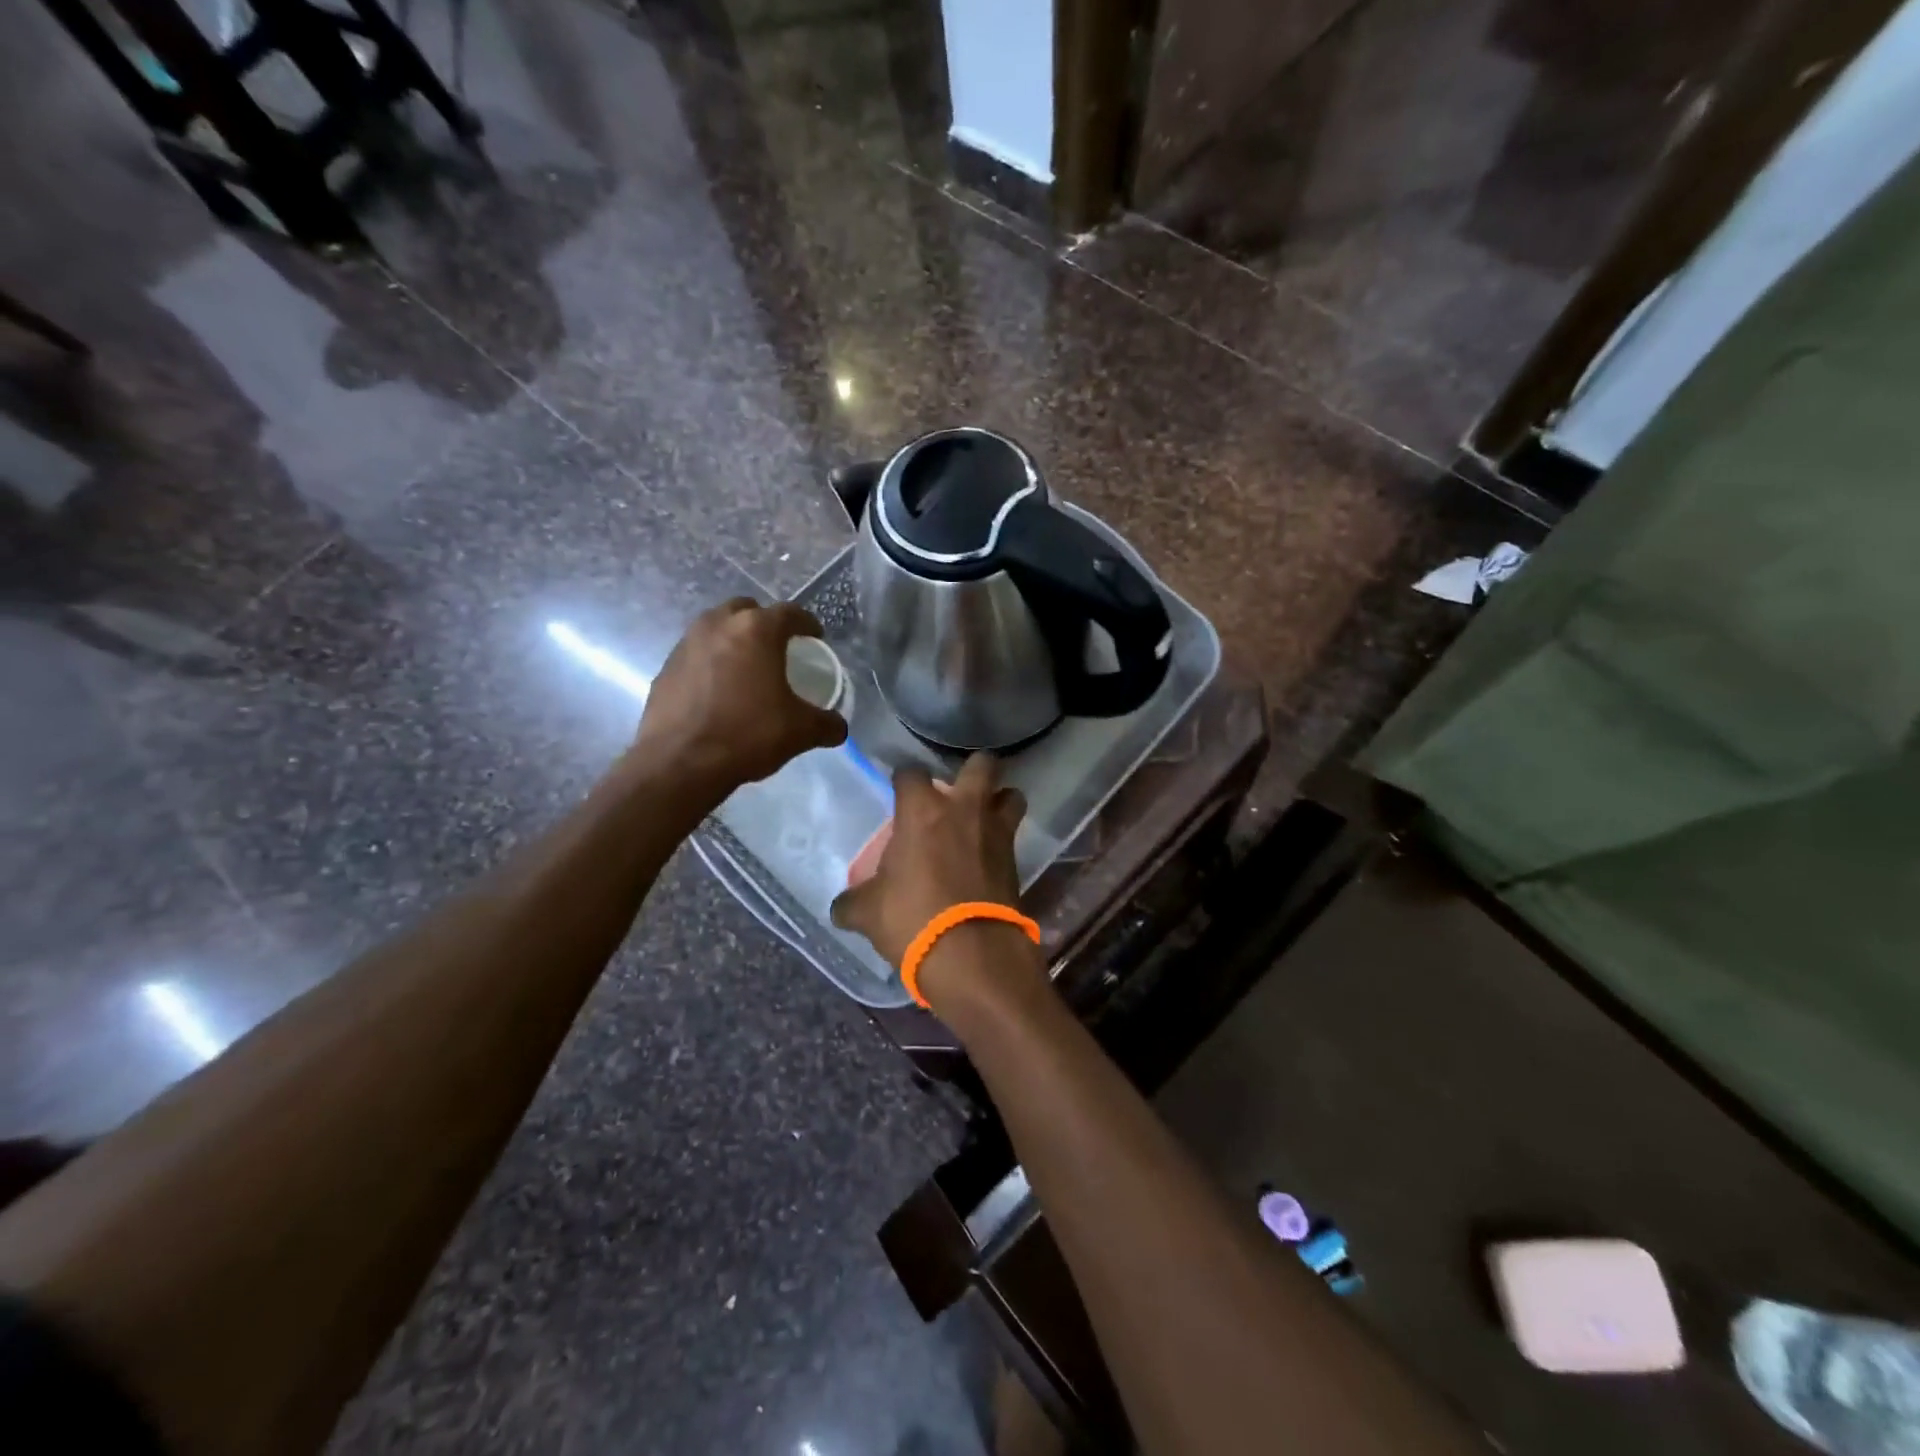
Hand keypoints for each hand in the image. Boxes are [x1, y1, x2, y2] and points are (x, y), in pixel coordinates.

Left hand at [631, 598, 846, 802]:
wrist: (680, 762)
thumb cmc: (748, 734)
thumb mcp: (800, 731)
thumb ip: (827, 724)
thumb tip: (839, 728)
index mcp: (757, 630)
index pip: (790, 613)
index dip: (807, 624)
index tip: (815, 637)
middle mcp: (719, 625)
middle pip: (747, 610)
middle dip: (764, 623)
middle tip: (777, 646)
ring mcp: (687, 643)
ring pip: (716, 627)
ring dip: (733, 639)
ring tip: (746, 666)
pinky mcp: (666, 667)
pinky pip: (696, 653)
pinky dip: (710, 662)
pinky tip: (719, 689)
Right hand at [830, 754, 1027, 975]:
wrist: (972, 954)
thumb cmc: (912, 919)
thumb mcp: (868, 913)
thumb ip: (853, 902)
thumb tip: (842, 907)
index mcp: (922, 811)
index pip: (911, 772)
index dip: (904, 778)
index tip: (899, 790)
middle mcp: (964, 810)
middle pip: (981, 764)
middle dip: (973, 769)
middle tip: (957, 790)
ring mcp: (996, 832)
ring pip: (1011, 794)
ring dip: (1000, 800)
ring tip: (984, 817)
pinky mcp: (1016, 860)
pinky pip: (1012, 836)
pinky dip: (1003, 840)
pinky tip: (987, 856)